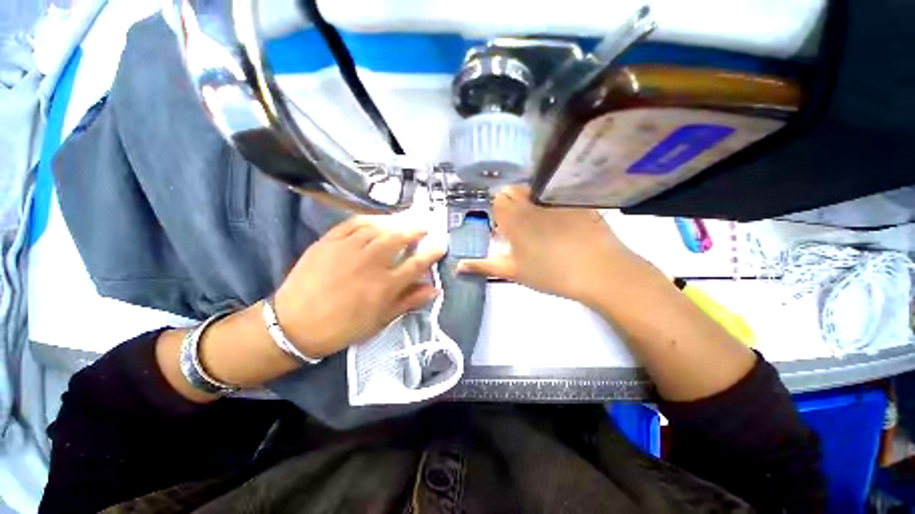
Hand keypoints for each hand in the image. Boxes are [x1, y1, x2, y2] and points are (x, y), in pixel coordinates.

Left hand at [274, 217, 444, 358]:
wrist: (295, 325)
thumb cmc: (343, 327)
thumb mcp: (381, 320)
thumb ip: (409, 301)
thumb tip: (434, 290)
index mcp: (385, 285)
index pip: (416, 264)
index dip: (432, 253)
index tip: (441, 246)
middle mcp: (370, 263)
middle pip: (399, 239)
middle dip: (416, 230)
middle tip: (424, 227)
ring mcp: (348, 249)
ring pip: (378, 228)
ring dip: (395, 223)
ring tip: (404, 222)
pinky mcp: (329, 242)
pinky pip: (353, 223)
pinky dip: (369, 219)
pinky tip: (377, 221)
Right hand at [457, 186, 644, 304]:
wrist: (598, 270)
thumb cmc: (549, 273)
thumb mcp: (513, 271)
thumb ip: (483, 266)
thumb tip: (457, 266)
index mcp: (513, 218)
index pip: (498, 200)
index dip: (500, 212)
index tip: (506, 229)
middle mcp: (531, 202)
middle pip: (514, 190)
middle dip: (513, 203)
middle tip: (523, 226)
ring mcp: (555, 198)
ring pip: (535, 189)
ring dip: (532, 200)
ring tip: (543, 223)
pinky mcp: (576, 199)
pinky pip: (558, 191)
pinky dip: (554, 200)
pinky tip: (565, 220)